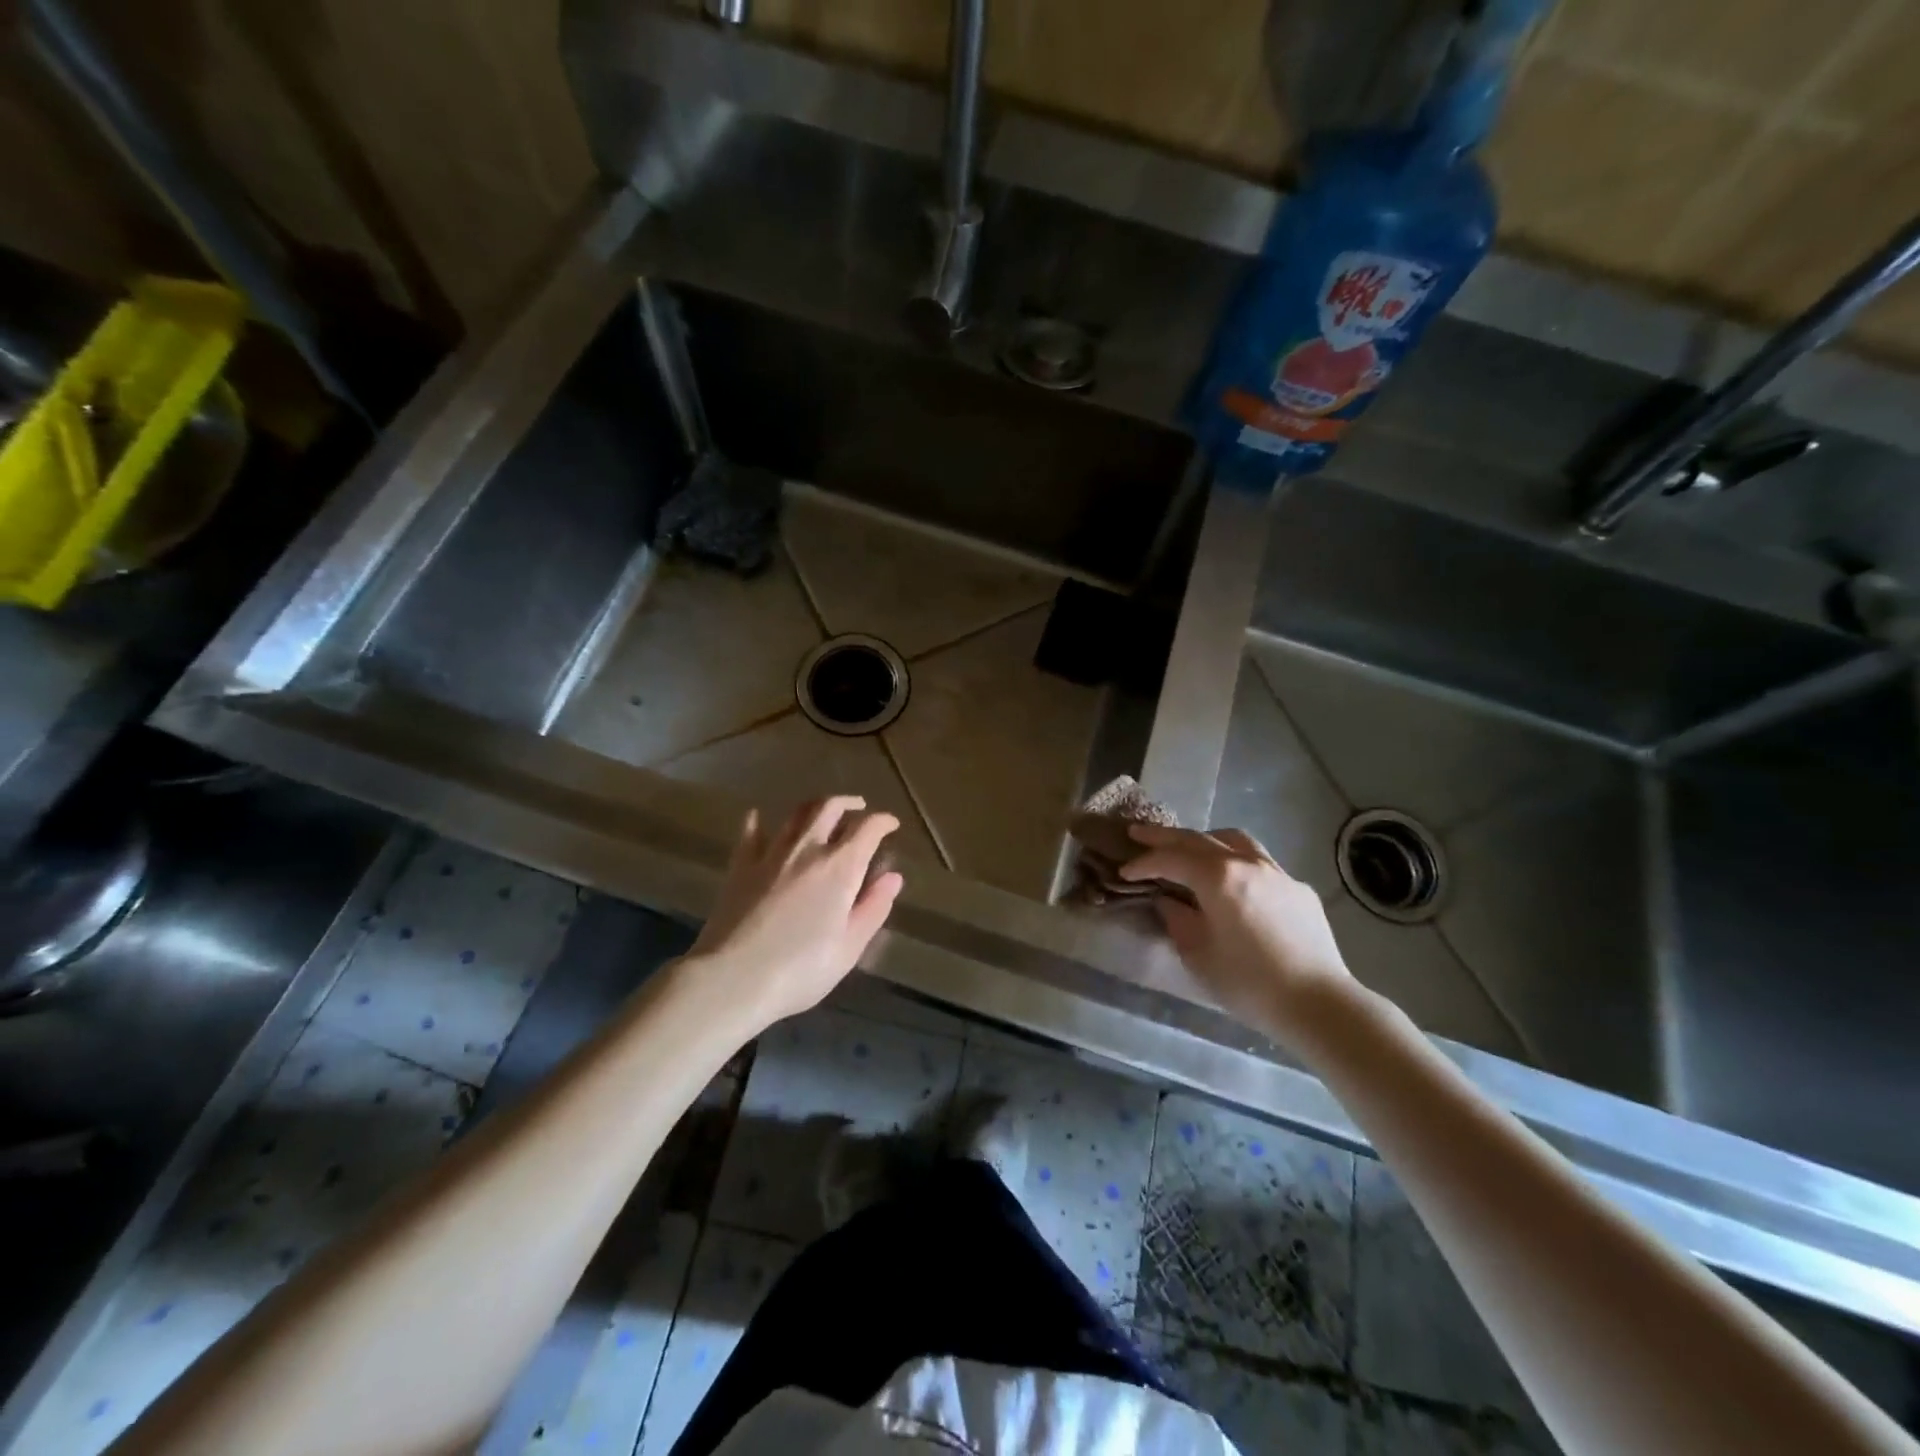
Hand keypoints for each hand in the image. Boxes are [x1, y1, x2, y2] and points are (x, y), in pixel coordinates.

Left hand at [682, 796, 904, 1031]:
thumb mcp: (849, 947)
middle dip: (849, 803)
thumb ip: (873, 907)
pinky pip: (751, 832)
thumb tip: (893, 877)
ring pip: (796, 814)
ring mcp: (770, 854)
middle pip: (829, 808)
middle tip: (859, 808)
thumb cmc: (800, 969)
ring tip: (823, 812)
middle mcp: (807, 849)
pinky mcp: (740, 866)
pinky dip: (759, 820)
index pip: (867, 829)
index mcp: (840, 867)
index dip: (883, 822)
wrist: (732, 978)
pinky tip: (759, 817)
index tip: (891, 825)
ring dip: (814, 806)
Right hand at [1119, 823, 1352, 1033]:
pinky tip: (1234, 883)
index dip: (1144, 862)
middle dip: (1165, 837)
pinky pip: (1260, 863)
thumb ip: (1177, 919)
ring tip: (1189, 848)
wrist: (1319, 1003)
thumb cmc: (1248, 982)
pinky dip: (1236, 862)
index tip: (1124, 870)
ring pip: (1234, 841)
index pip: (1171, 859)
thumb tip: (1168, 901)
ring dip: (1205, 840)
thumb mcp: (1198, 954)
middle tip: (1138, 832)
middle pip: (1198, 839)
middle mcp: (1247, 863)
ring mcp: (1277, 872)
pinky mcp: (1298, 889)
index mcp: (1218, 877)